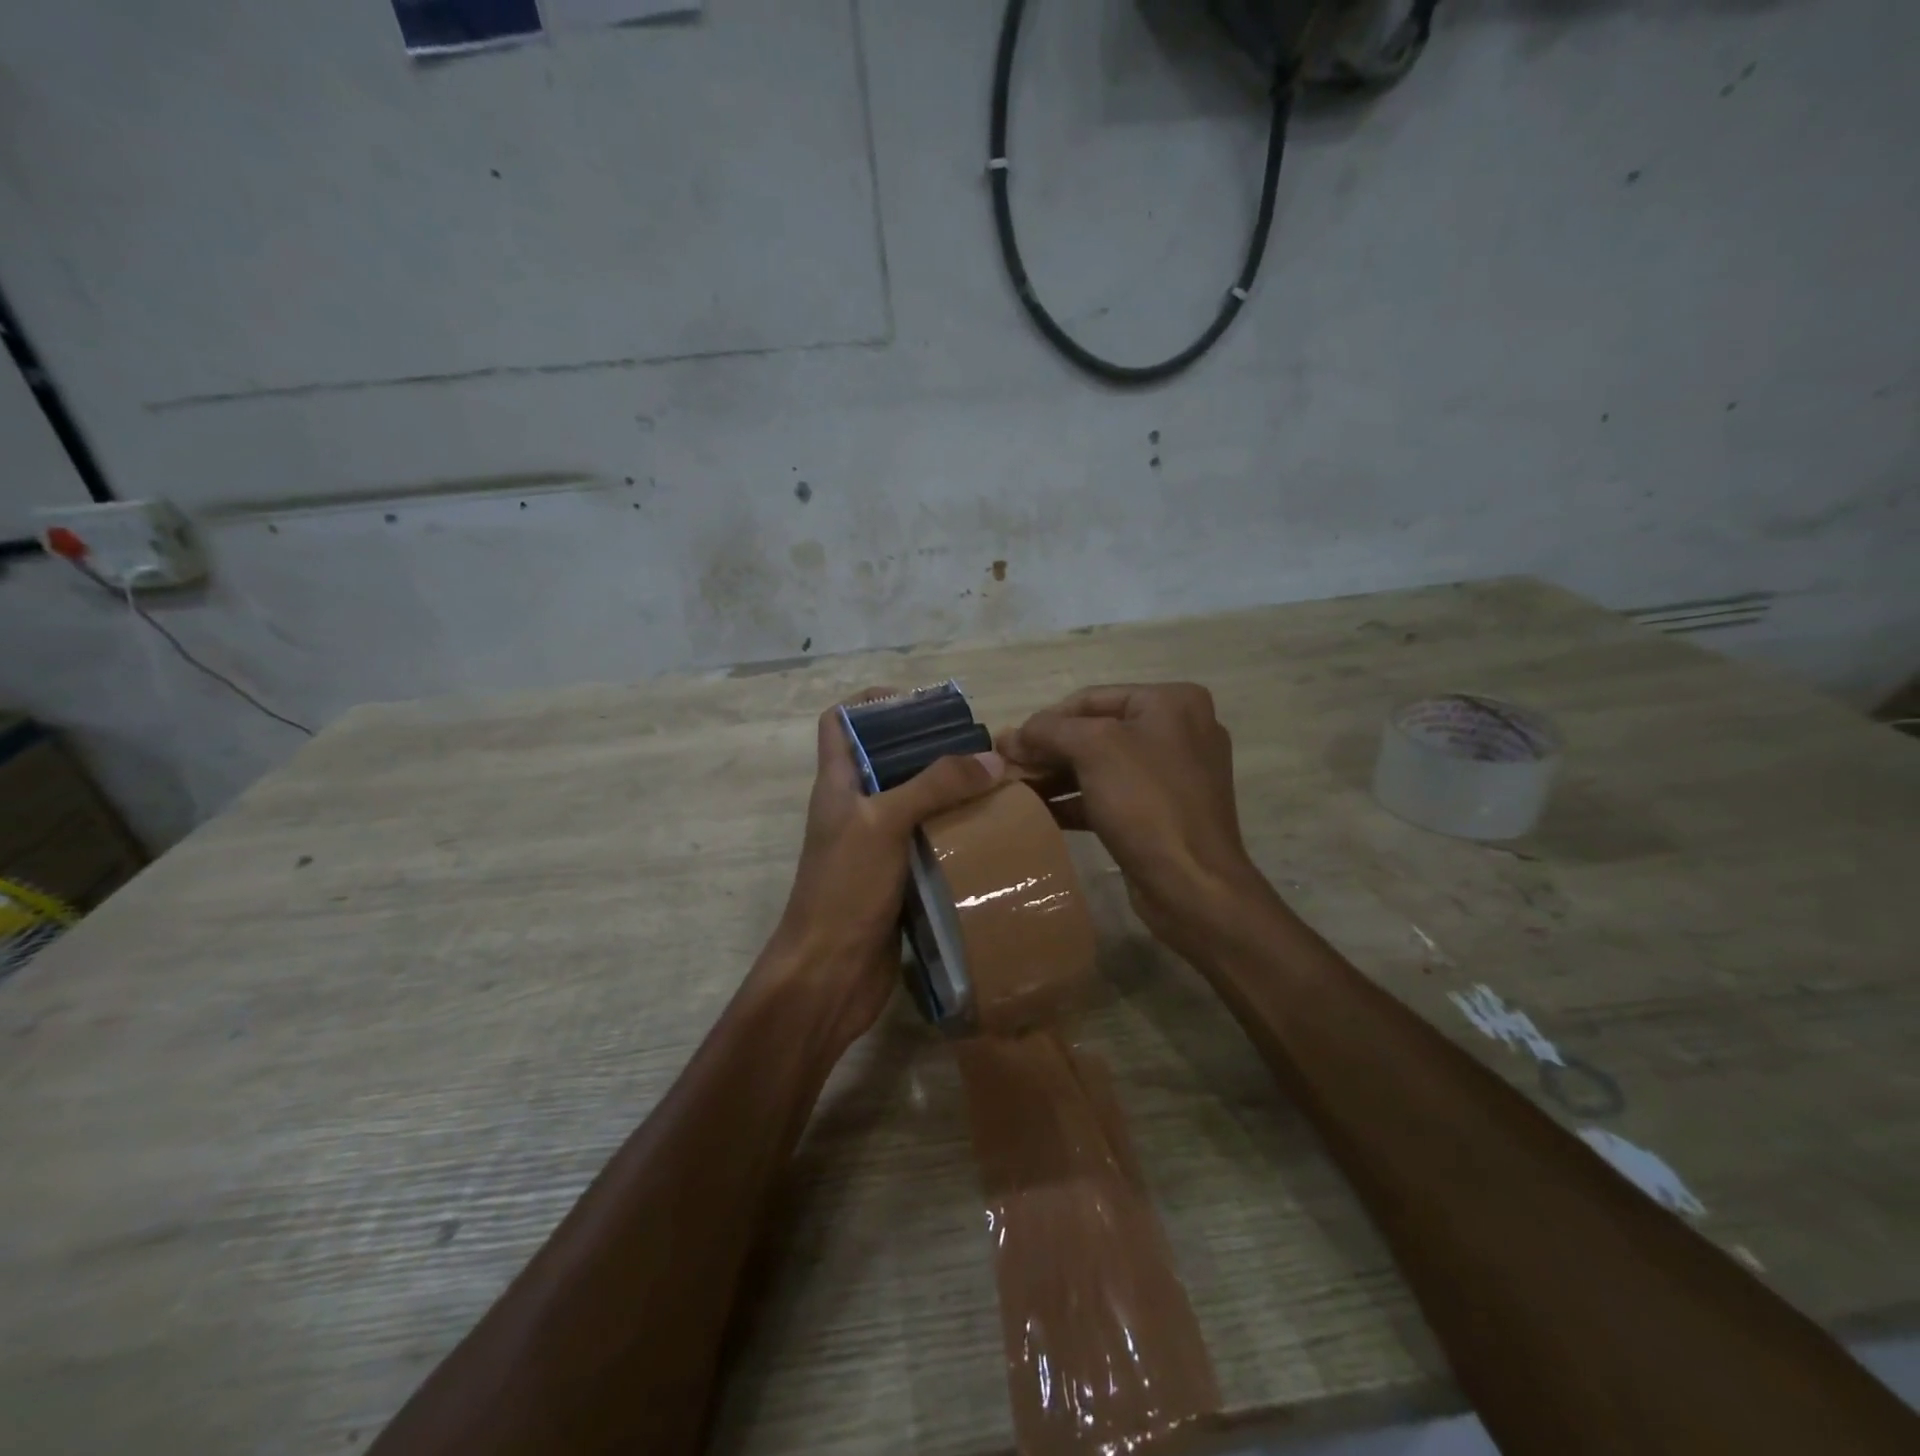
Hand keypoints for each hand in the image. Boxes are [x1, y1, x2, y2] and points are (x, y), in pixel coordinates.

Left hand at [763, 689, 1004, 1053]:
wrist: (829, 975)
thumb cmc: (845, 889)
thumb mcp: (885, 824)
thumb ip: (934, 786)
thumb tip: (992, 760)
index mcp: (838, 784)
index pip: (838, 722)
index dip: (870, 702)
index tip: (918, 702)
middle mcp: (856, 809)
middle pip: (887, 760)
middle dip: (928, 746)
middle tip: (978, 746)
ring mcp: (876, 846)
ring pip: (913, 803)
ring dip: (948, 792)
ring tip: (995, 784)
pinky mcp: (898, 879)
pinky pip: (929, 843)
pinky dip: (955, 833)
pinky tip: (991, 832)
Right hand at [998, 683, 1271, 959]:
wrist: (1192, 884)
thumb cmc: (1146, 802)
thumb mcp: (1093, 749)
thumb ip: (1048, 731)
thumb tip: (1010, 736)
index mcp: (1172, 703)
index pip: (1092, 698)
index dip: (1045, 719)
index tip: (1008, 744)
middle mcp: (1178, 731)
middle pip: (1096, 731)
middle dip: (1049, 750)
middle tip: (1007, 767)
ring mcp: (1172, 775)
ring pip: (1101, 766)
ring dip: (1056, 776)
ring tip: (1016, 790)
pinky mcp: (1163, 813)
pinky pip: (1111, 796)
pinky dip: (1076, 801)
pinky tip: (1040, 812)